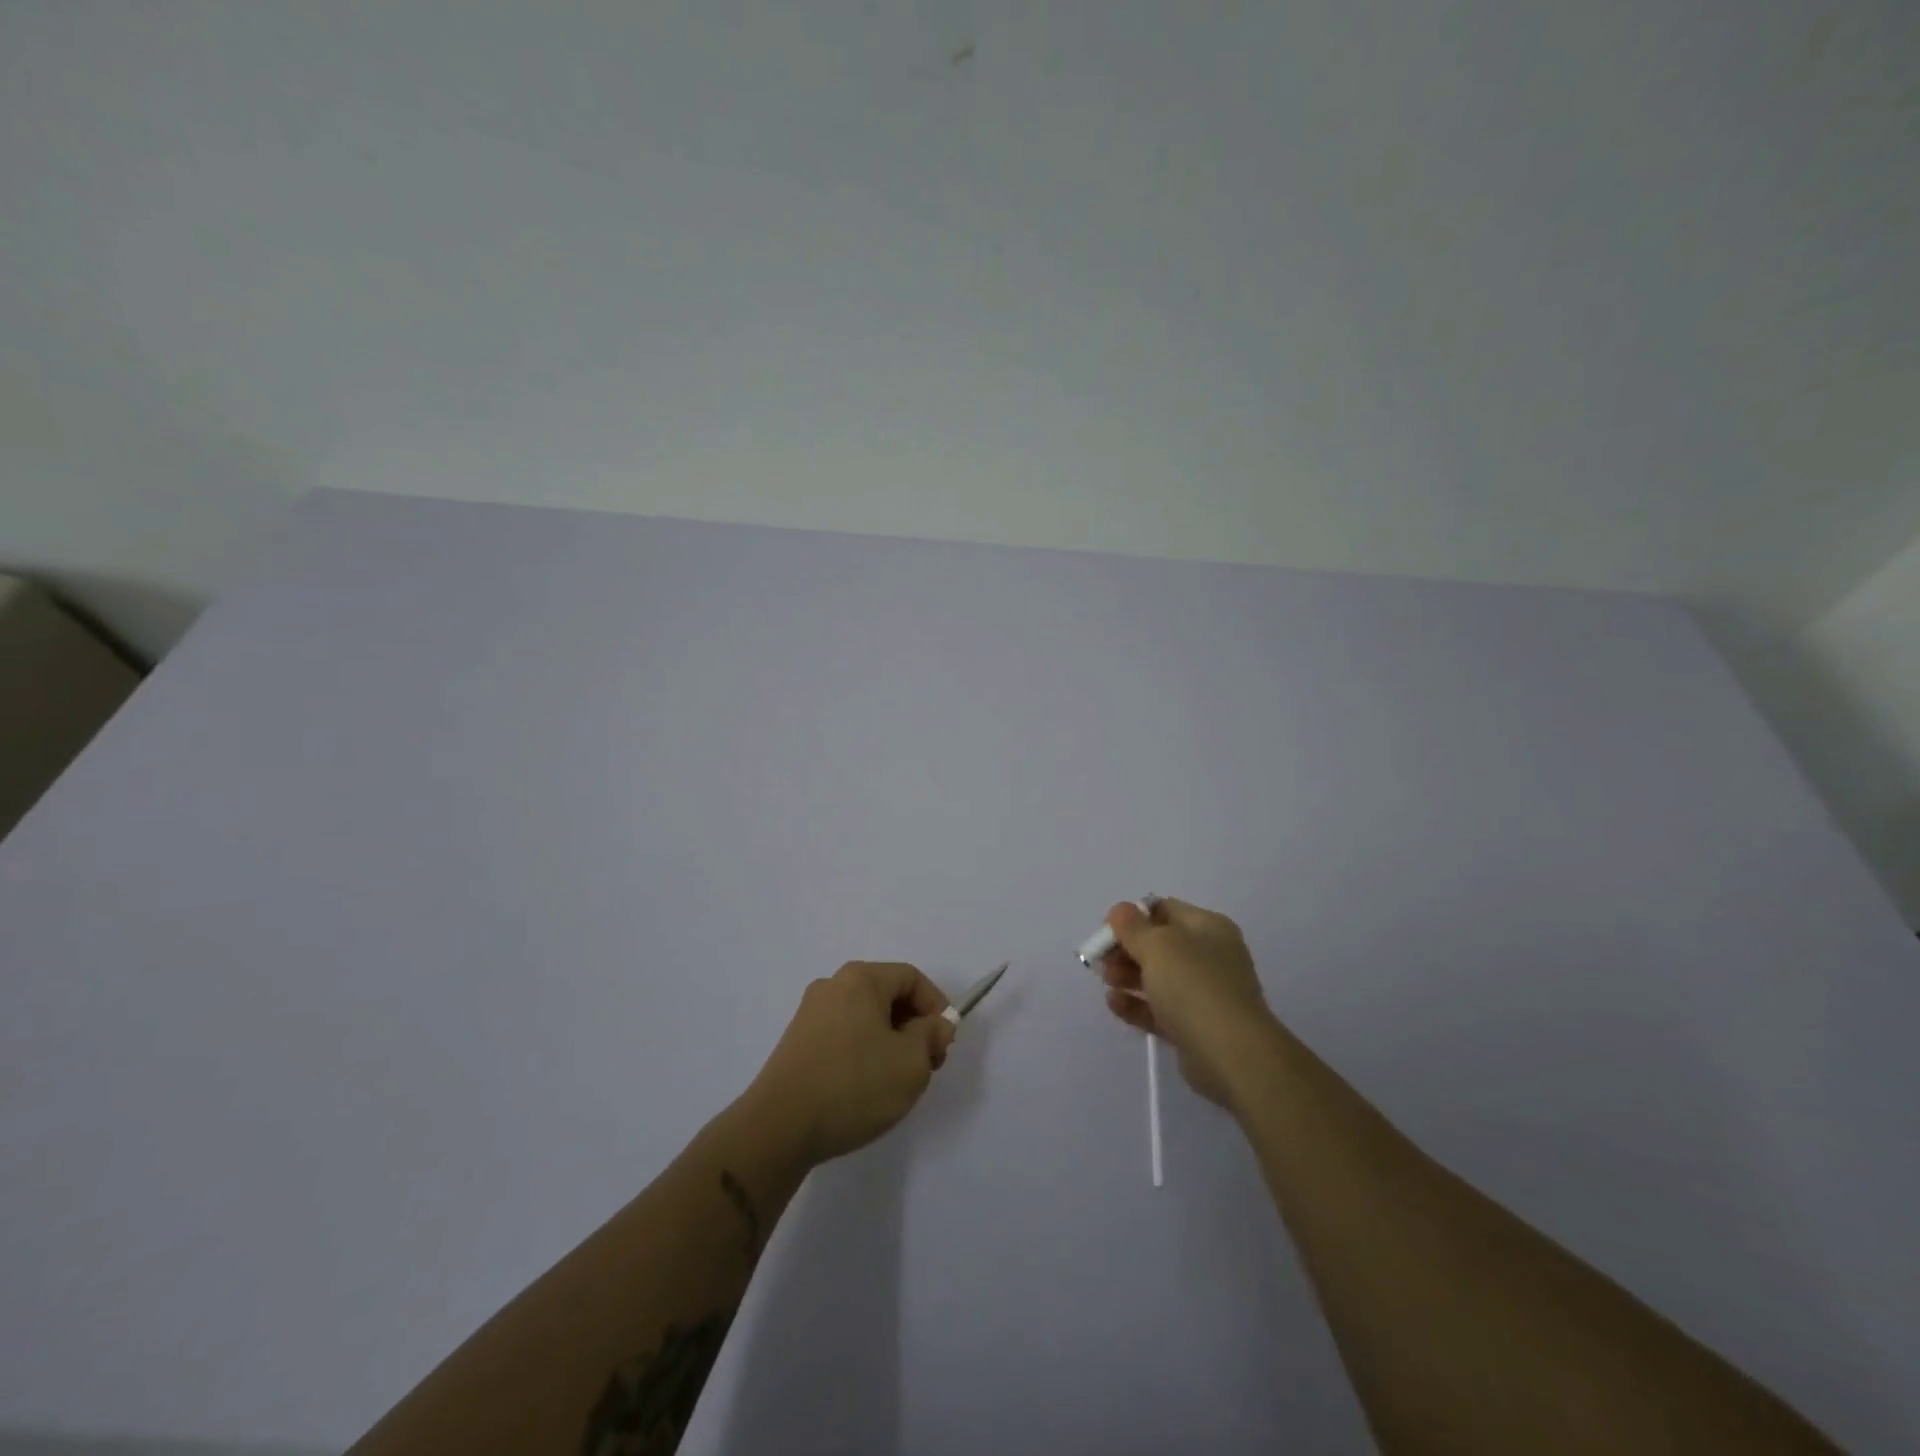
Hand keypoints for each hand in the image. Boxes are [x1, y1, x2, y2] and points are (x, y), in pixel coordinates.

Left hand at [746, 962, 955, 1166]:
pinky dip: (863, 1052)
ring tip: (897, 1081)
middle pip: (887, 995)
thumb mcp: (911, 1062)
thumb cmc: (853, 1085)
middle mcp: (832, 986)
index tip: (943, 1044)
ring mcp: (810, 1014)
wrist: (778, 1128)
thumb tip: (935, 1025)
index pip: (911, 978)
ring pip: (865, 1018)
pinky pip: (843, 1035)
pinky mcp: (796, 1043)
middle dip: (914, 1026)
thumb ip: (931, 1036)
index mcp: (860, 979)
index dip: (936, 1007)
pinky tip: (865, 1088)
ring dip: (890, 1042)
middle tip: (926, 1065)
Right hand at [1100, 898, 1275, 1105]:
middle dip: (1126, 949)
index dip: (1132, 916)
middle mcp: (1209, 956)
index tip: (1107, 930)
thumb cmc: (1194, 986)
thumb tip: (1121, 910)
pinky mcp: (1194, 1027)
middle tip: (1101, 960)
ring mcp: (1204, 994)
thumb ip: (1133, 926)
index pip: (1164, 910)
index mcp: (1208, 928)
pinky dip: (1136, 1004)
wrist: (1232, 1055)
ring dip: (1128, 976)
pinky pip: (1159, 1009)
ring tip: (1107, 981)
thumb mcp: (1158, 945)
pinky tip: (1114, 1003)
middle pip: (1158, 945)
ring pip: (1158, 978)